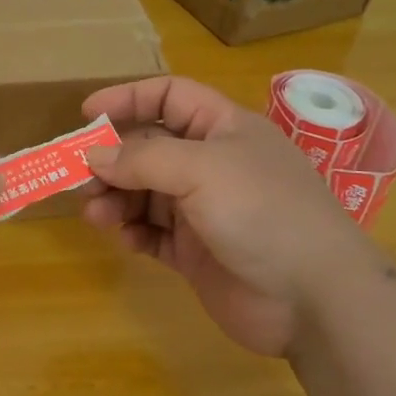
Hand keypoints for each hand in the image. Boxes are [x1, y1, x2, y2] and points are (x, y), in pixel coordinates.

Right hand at [81, 76, 381, 357]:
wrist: (315, 299)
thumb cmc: (262, 212)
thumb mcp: (201, 169)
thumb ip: (142, 158)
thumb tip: (94, 155)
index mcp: (223, 128)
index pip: (170, 96)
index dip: (129, 98)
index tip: (86, 114)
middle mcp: (213, 164)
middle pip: (149, 148)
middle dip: (113, 159)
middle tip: (81, 179)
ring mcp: (205, 210)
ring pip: (146, 193)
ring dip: (117, 199)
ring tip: (97, 216)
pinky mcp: (197, 252)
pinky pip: (154, 233)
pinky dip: (135, 233)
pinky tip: (128, 240)